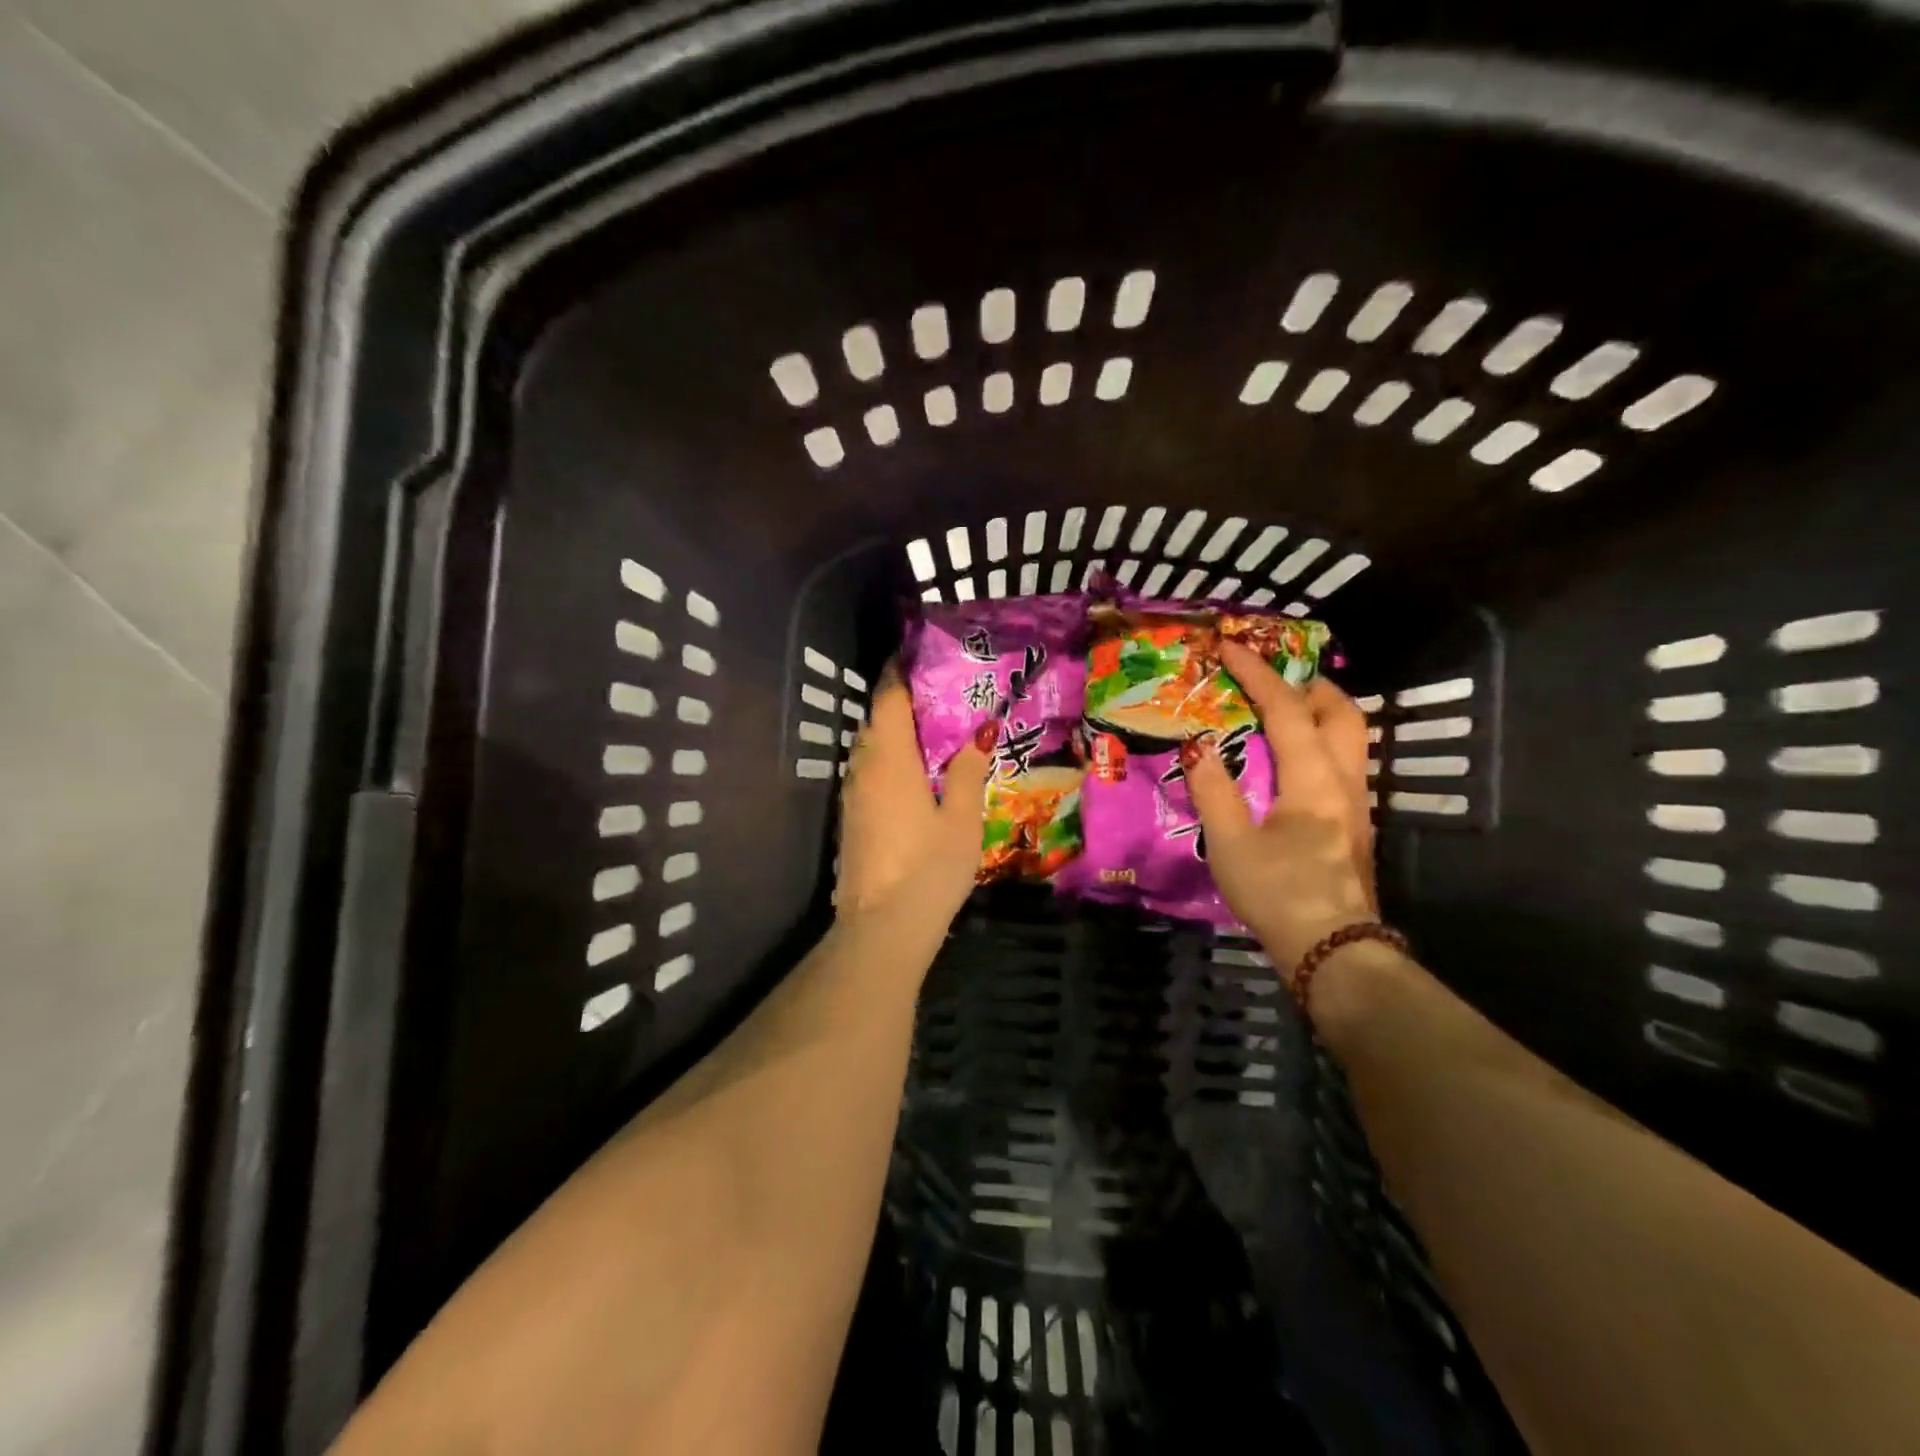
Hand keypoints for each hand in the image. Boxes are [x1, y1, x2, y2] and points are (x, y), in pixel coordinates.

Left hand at [835, 664, 994, 924]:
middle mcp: (863, 769)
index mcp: (890, 760)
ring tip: (931, 732)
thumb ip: (967, 772)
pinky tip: (914, 775)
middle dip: (901, 703)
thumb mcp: (961, 819)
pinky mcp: (850, 819)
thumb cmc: (929, 868)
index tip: (917, 656)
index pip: (888, 700)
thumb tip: (978, 735)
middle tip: (939, 695)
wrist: (882, 927)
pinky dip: (888, 762)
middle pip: (876, 722)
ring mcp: (852, 796)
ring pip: (869, 749)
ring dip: (894, 734)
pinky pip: (868, 774)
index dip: (900, 674)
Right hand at [1181, 640, 1377, 977]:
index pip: (1287, 709)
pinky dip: (1317, 741)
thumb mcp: (1230, 843)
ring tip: (1278, 711)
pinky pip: (1341, 762)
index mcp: (1314, 778)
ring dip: (1317, 712)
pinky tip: (1288, 759)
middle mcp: (1345, 781)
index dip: (1257, 673)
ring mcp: (1356, 804)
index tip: (1229, 646)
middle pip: (1342, 713)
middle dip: (1308, 684)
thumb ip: (1214, 790)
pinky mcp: (1353, 825)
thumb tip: (1198, 747)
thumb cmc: (1280, 893)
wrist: (1334, 952)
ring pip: (1349, 738)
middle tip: (1269, 677)